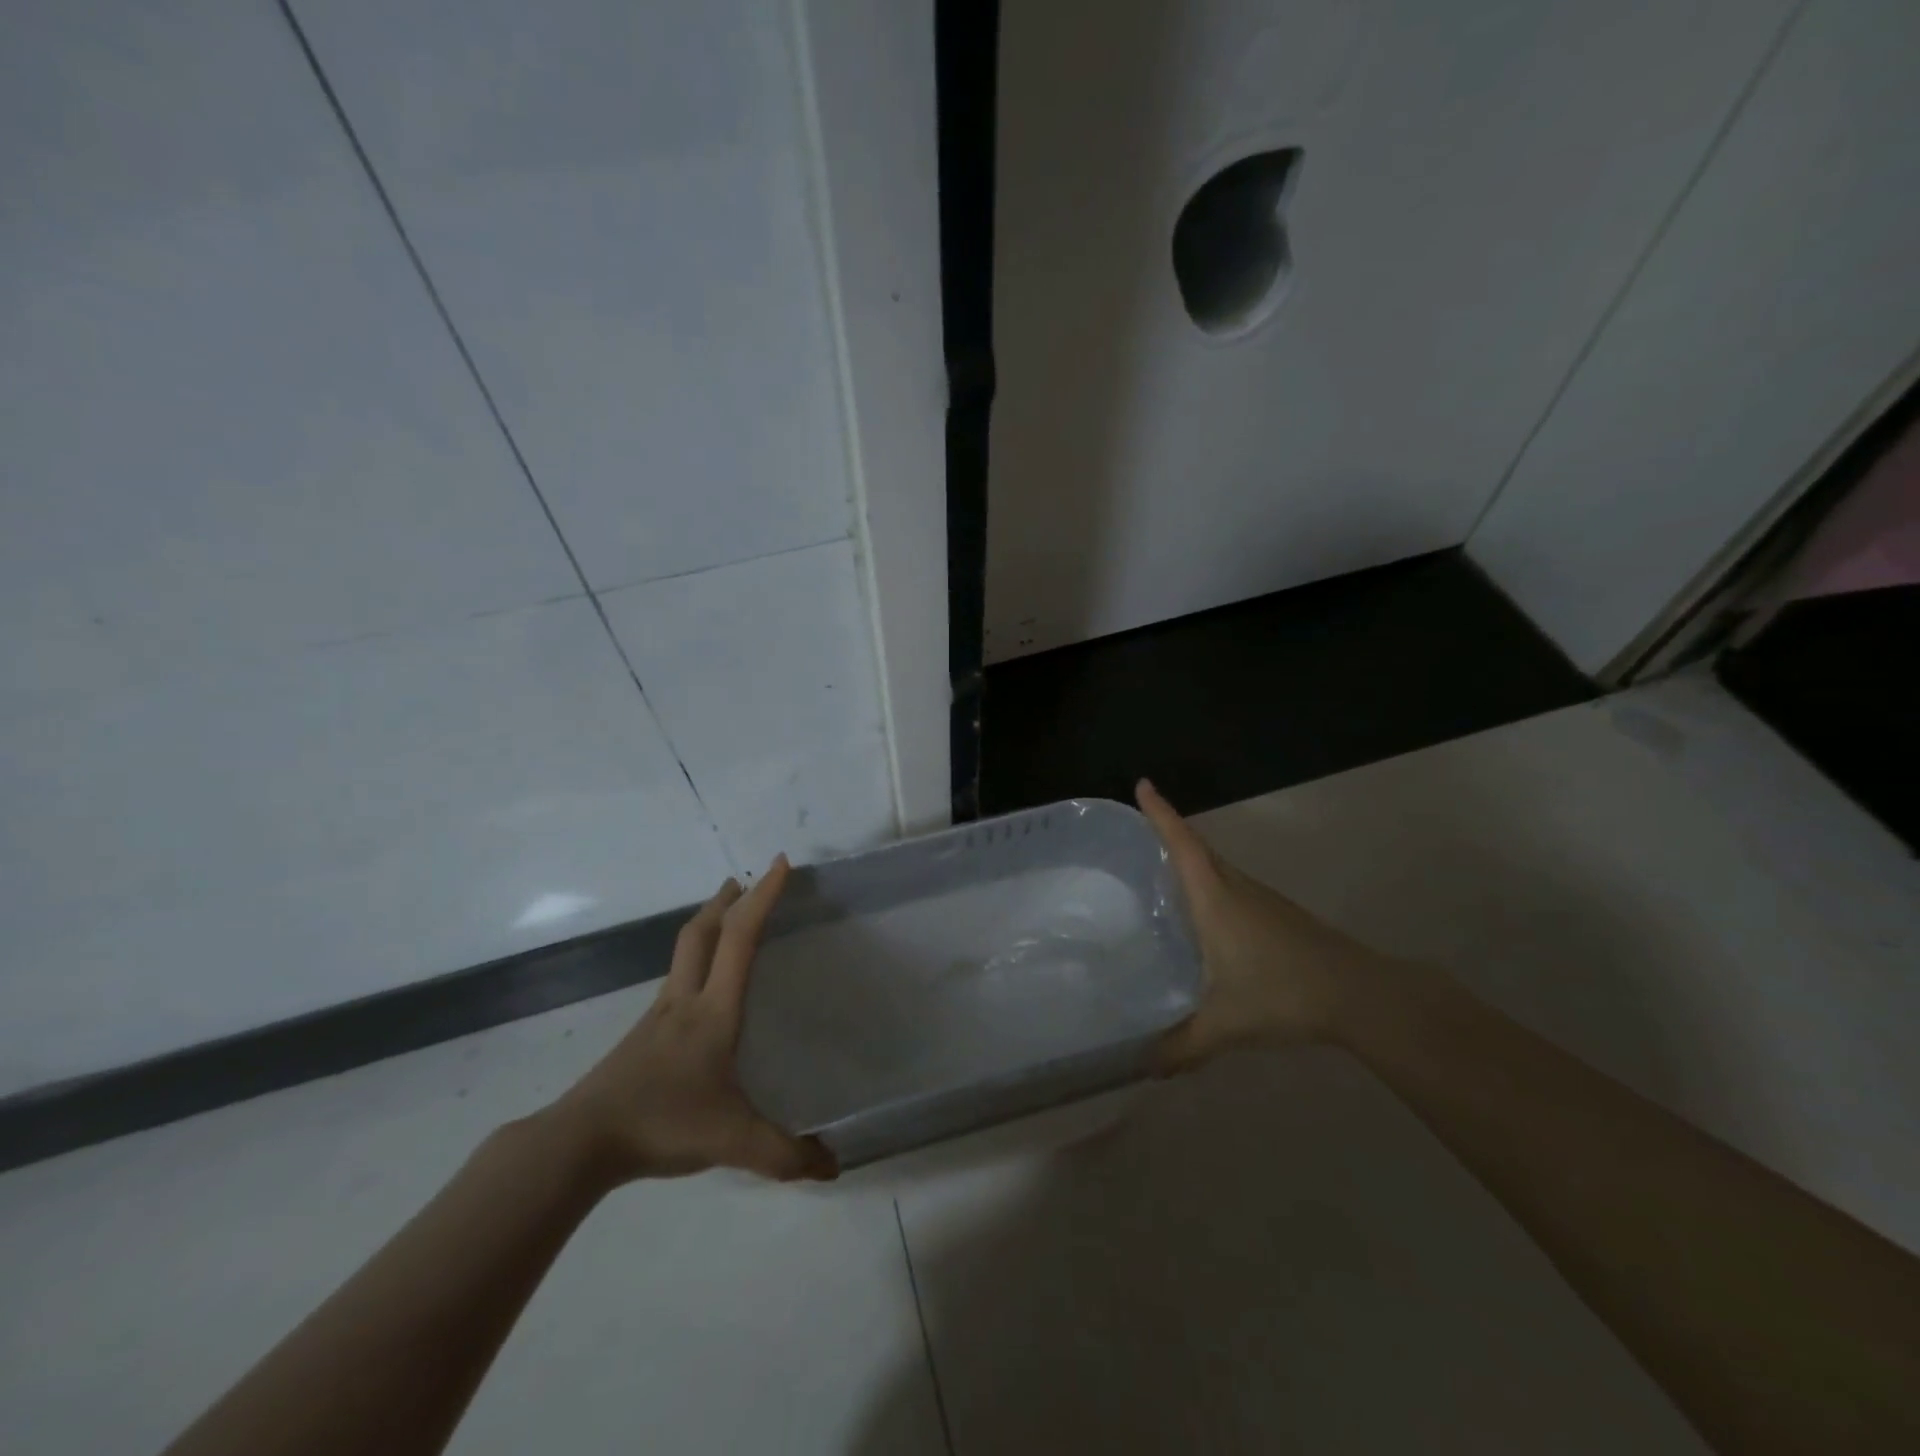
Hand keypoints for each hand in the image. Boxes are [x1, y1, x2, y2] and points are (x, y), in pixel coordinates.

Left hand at [545, 856, 836, 1185]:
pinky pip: (676, 980)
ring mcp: (658, 1016)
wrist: (579, 1142)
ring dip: (709, 925)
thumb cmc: (661, 1123)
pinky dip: (695, 960)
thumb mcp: (733, 1141)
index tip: (779, 864)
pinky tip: (699, 988)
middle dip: (728, 899)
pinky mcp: (642, 1036)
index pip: (741, 939)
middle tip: (746, 880)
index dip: (763, 898)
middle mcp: (685, 1000)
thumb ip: (785, 1155)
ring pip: (685, 951)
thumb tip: (834, 1166)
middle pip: (703, 932)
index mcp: (713, 1011)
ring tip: (727, 919)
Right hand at [1137, 779, 1387, 1071]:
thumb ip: (1182, 1046)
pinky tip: (1201, 917)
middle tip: (1132, 833)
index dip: (1161, 814)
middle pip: (1196, 849)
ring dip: (1188, 859)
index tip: (1142, 784)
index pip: (1182, 844)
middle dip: (1166, 832)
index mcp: (1216, 898)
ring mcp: (1260, 899)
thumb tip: (1142, 1067)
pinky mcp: (1275, 915)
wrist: (1360, 994)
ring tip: (1155, 873)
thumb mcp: (1226, 1024)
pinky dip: (1207, 884)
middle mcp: (1235, 888)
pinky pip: (1229, 886)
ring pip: (1215, 868)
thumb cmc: (1285, 993)